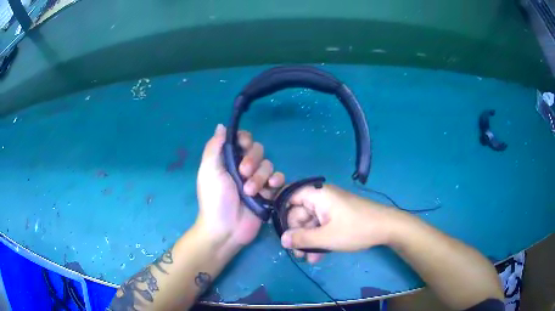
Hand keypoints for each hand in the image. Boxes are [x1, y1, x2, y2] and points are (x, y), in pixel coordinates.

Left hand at [196, 124, 284, 250]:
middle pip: (258, 151)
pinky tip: (270, 189)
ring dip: (260, 177)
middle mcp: (243, 167)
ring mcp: (257, 180)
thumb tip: (221, 126)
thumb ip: (214, 147)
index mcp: (228, 160)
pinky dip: (277, 181)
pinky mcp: (268, 193)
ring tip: (250, 192)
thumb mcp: (209, 171)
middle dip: (252, 161)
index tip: (243, 146)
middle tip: (242, 174)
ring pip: (268, 165)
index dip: (245, 140)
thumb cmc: (214, 199)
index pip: (242, 140)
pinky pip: (278, 179)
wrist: (225, 229)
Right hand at [281, 184, 397, 262]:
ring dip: (308, 241)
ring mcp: (330, 207)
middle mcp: (322, 197)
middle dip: (298, 235)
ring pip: (311, 223)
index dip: (280, 212)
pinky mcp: (338, 216)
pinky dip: (319, 239)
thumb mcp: (326, 237)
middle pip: (299, 213)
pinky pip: (322, 225)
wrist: (387, 227)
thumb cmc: (355, 229)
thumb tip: (282, 239)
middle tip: (298, 254)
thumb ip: (301, 239)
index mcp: (317, 194)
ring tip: (309, 259)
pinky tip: (319, 255)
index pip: (289, 196)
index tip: (279, 231)